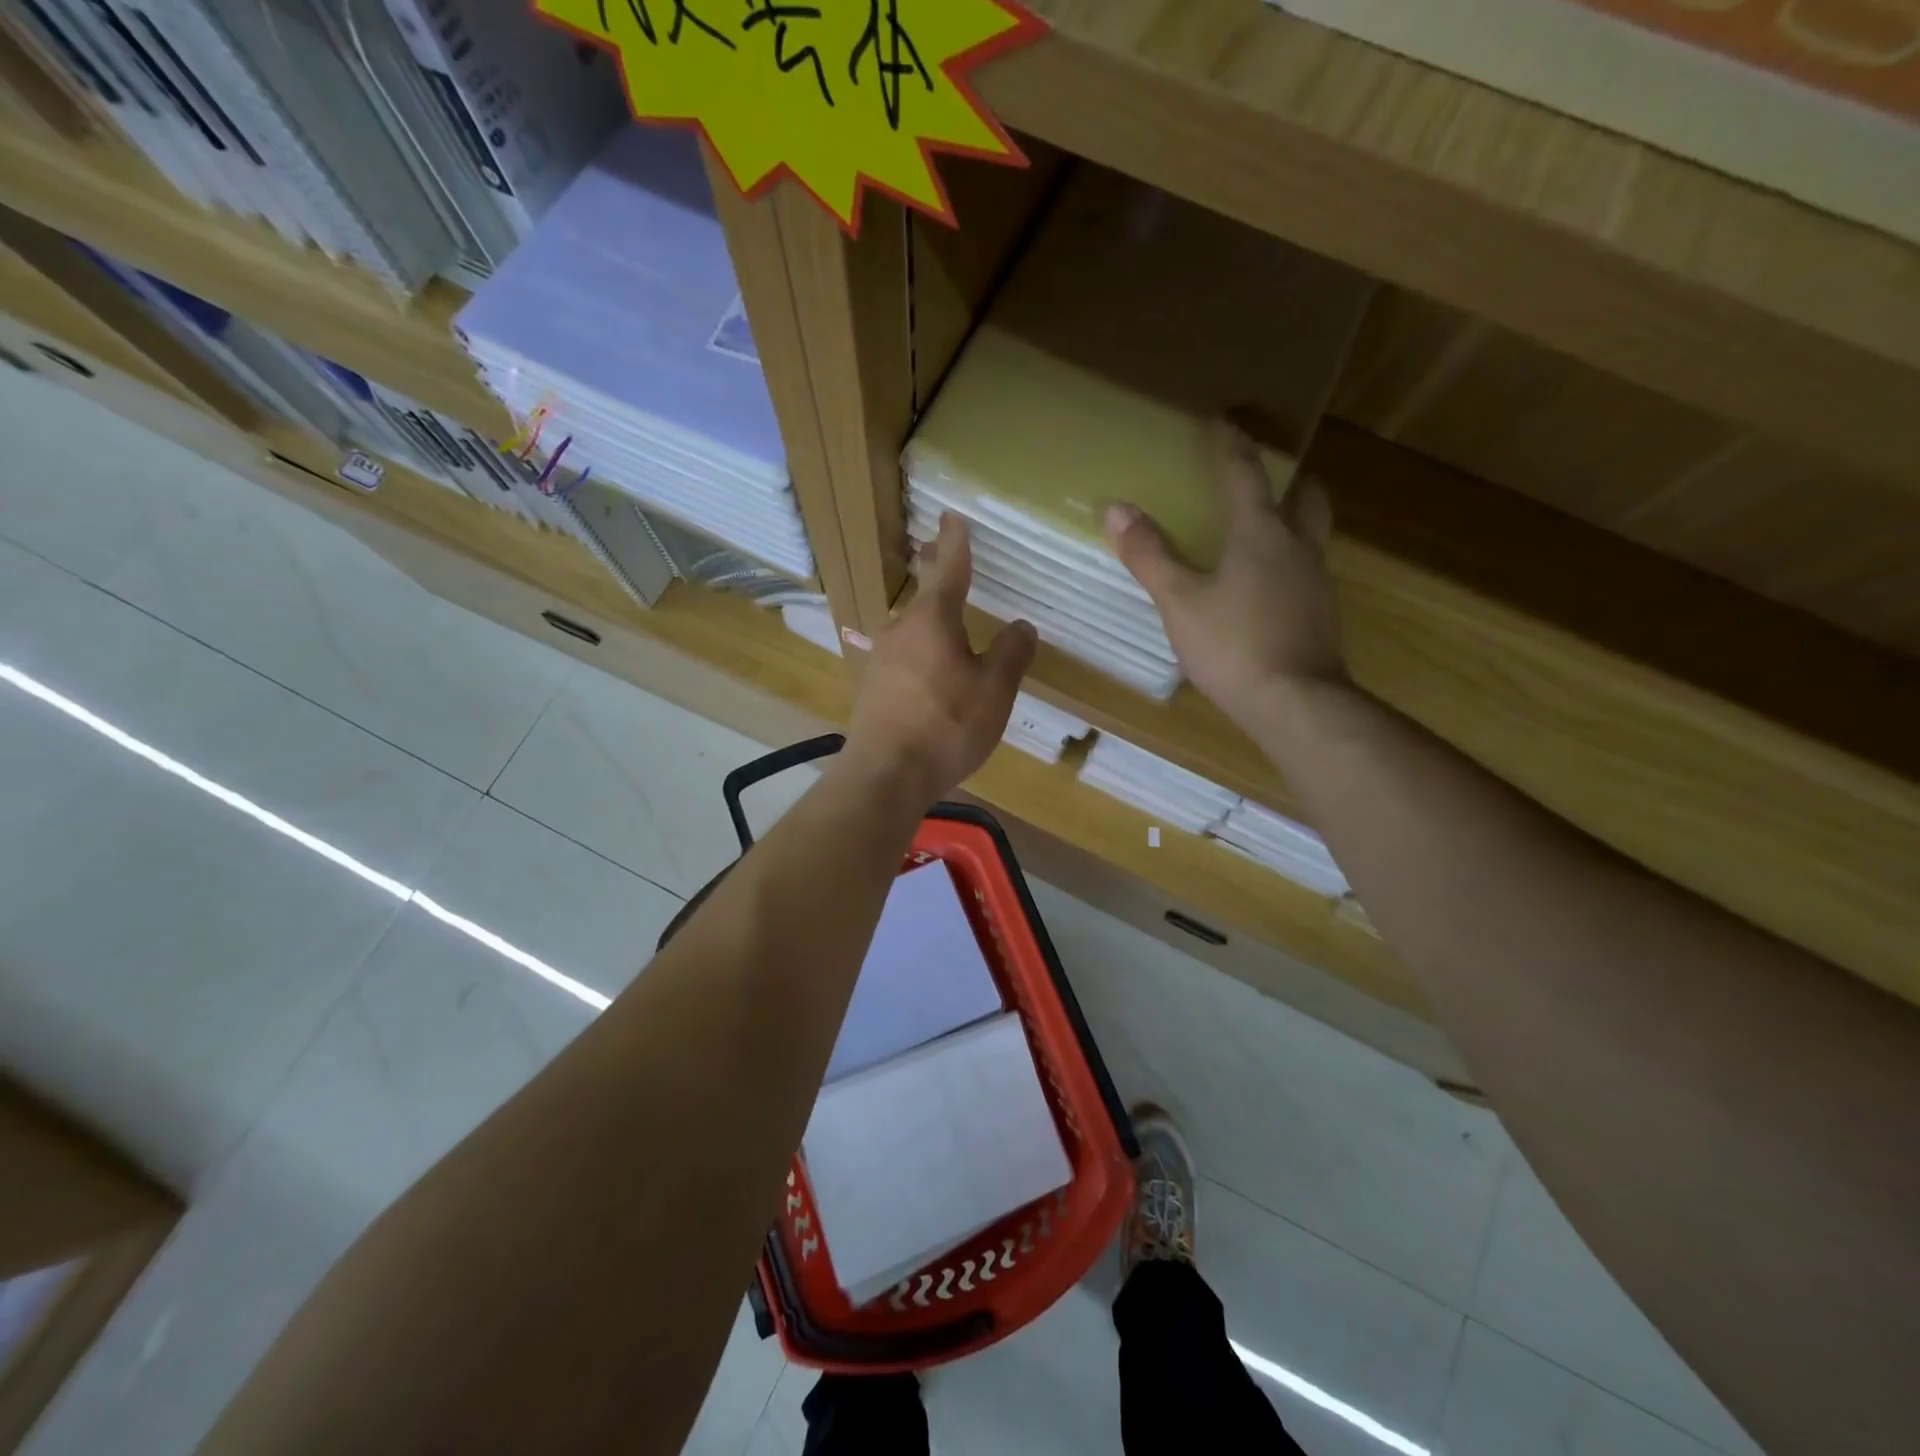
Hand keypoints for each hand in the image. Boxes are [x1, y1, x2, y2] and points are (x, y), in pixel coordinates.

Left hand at [844, 514, 1037, 807]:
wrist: (885, 775)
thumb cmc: (946, 725)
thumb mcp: (994, 690)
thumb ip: (1012, 654)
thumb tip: (1021, 625)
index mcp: (933, 620)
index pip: (949, 568)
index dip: (955, 542)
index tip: (951, 516)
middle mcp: (901, 631)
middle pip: (924, 596)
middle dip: (936, 573)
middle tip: (940, 550)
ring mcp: (881, 660)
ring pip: (912, 629)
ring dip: (928, 617)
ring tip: (944, 617)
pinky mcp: (873, 690)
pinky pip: (904, 658)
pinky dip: (921, 651)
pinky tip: (928, 670)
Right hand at [1104, 422, 1346, 730]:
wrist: (1296, 702)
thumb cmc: (1232, 645)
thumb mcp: (1179, 601)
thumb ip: (1149, 555)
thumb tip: (1116, 510)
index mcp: (1260, 532)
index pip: (1245, 473)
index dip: (1231, 444)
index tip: (1222, 419)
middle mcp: (1297, 546)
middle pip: (1304, 496)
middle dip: (1288, 479)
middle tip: (1264, 478)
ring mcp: (1316, 581)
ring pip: (1311, 534)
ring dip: (1292, 520)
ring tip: (1262, 531)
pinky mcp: (1322, 613)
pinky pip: (1307, 570)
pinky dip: (1289, 563)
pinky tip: (1266, 587)